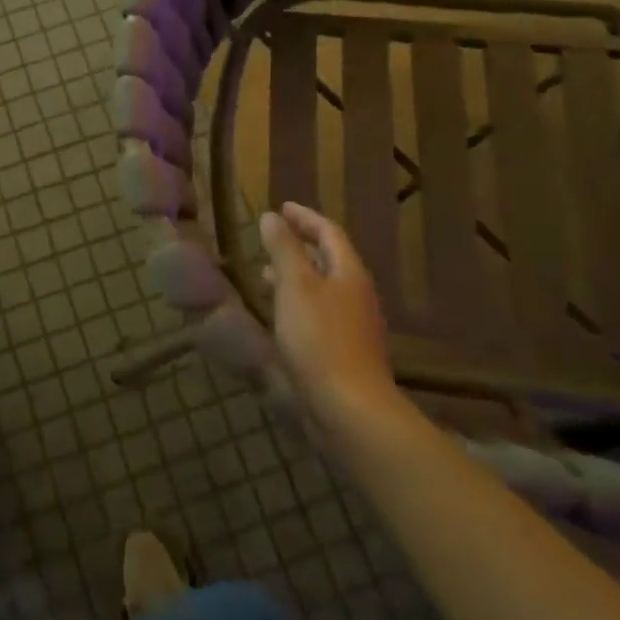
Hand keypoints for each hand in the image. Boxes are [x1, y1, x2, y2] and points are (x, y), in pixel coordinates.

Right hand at [261, 203, 404, 425]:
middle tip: (270, 240)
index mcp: (349, 273)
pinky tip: (277, 318)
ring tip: (264, 277)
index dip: (304, 217)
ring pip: (322, 289)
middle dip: (299, 247)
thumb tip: (272, 217)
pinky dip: (296, 304)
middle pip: (328, 260)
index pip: (329, 232)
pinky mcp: (343, 353)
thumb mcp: (295, 285)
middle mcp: (356, 295)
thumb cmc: (320, 338)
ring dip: (295, 277)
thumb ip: (283, 248)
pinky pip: (318, 315)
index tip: (281, 208)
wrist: (350, 411)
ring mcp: (353, 327)